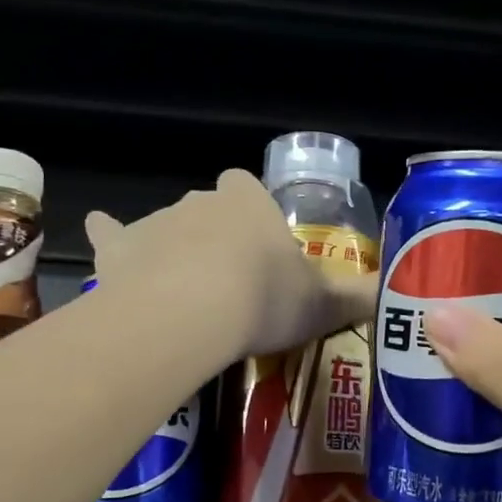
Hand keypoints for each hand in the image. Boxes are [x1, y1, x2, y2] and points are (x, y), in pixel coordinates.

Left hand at [85, 170, 376, 359]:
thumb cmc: (264, 299)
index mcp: (248, 203)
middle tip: (227, 287)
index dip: (253, 217)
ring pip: (165, 227)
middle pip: (208, 211)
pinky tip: (103, 233)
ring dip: (172, 250)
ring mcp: (157, 222)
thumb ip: (357, 298)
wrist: (192, 311)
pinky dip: (108, 235)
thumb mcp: (323, 304)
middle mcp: (201, 201)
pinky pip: (111, 233)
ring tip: (182, 295)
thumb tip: (398, 297)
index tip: (259, 251)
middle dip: (215, 239)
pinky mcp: (120, 248)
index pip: (248, 190)